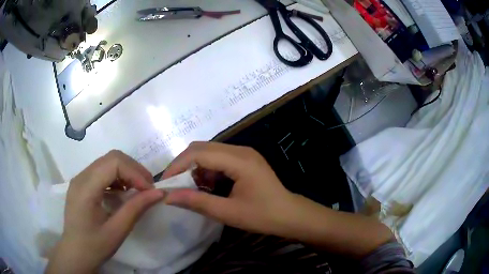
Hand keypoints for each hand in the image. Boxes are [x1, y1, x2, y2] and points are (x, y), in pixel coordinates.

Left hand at [46, 150, 164, 273]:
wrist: (75, 253)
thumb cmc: (94, 246)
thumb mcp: (117, 231)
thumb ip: (136, 209)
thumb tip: (159, 193)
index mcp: (85, 188)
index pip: (113, 162)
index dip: (135, 172)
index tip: (150, 190)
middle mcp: (81, 176)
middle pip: (111, 157)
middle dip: (133, 169)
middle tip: (148, 188)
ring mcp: (80, 178)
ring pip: (107, 161)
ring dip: (126, 171)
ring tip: (138, 190)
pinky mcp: (83, 183)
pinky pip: (102, 170)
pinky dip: (118, 176)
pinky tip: (123, 192)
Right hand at [162, 142, 294, 235]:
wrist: (290, 215)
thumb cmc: (263, 216)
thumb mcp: (227, 212)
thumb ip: (197, 202)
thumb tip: (168, 197)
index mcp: (239, 160)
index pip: (199, 153)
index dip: (178, 166)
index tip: (165, 183)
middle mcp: (240, 150)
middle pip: (202, 148)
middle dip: (183, 165)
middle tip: (174, 185)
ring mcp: (244, 153)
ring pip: (209, 152)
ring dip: (195, 168)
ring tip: (190, 189)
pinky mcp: (245, 160)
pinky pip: (218, 159)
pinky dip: (207, 170)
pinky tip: (207, 187)